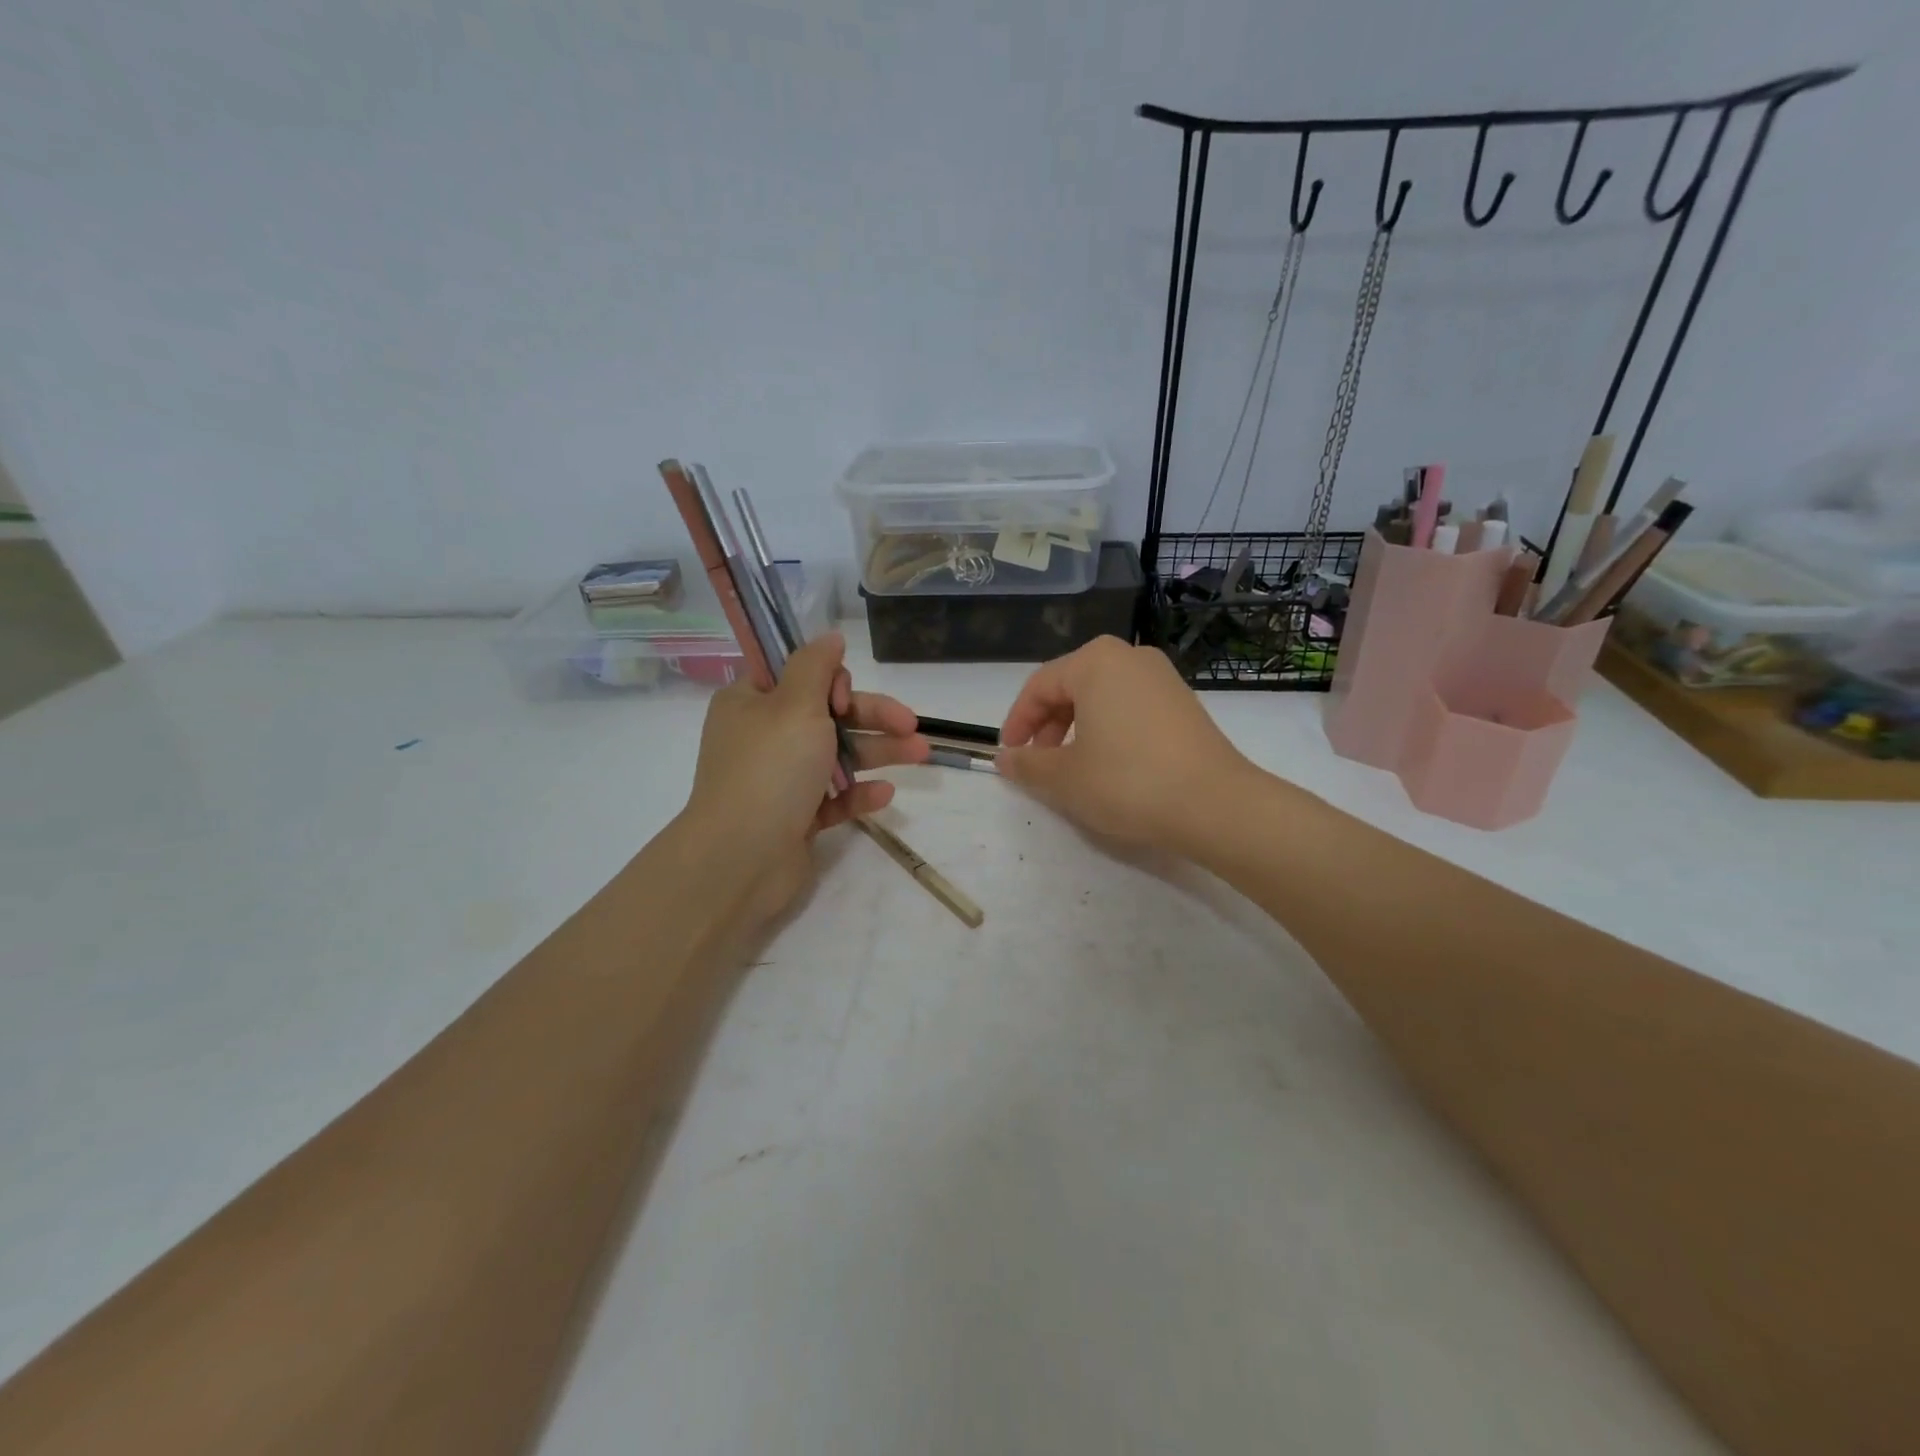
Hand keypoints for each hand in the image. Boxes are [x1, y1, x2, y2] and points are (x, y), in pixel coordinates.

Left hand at [679, 632, 927, 928]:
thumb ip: (816, 666)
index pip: (797, 676)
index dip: (830, 682)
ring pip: (836, 756)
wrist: (741, 858)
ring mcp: (779, 779)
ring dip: (878, 752)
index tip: (845, 698)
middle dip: (872, 718)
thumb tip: (829, 636)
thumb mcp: (795, 704)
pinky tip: (885, 794)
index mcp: (751, 703)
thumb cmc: (770, 769)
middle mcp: (763, 737)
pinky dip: (858, 793)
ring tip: (922, 754)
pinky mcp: (794, 817)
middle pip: (827, 716)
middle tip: (912, 724)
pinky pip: (832, 797)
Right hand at [997, 636, 1259, 856]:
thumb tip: (1005, 758)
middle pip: (1072, 686)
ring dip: (1077, 728)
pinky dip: (1109, 729)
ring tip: (1072, 767)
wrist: (1214, 804)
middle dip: (1047, 725)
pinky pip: (1130, 707)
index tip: (1009, 754)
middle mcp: (1130, 657)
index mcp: (1095, 662)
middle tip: (1039, 762)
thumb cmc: (1127, 781)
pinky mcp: (1184, 702)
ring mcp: (1163, 678)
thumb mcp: (1064, 777)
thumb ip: (1027, 764)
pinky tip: (1111, 765)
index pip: (1039, 686)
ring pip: (1102, 697)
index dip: (1017, 722)